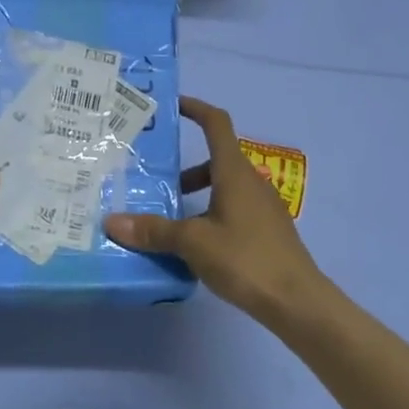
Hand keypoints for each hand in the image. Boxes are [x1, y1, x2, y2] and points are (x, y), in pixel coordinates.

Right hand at [104, 98, 326, 324]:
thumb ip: (153, 230)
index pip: (216, 123)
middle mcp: (251, 182)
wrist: (298, 303)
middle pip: (215, 160)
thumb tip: (111, 222)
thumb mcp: (193, 243)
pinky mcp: (267, 232)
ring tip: (167, 218)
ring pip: (223, 188)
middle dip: (183, 168)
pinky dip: (209, 215)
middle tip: (153, 179)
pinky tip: (193, 245)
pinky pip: (232, 211)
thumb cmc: (245, 259)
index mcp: (234, 172)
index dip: (195, 108)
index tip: (171, 106)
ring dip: (196, 195)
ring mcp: (263, 208)